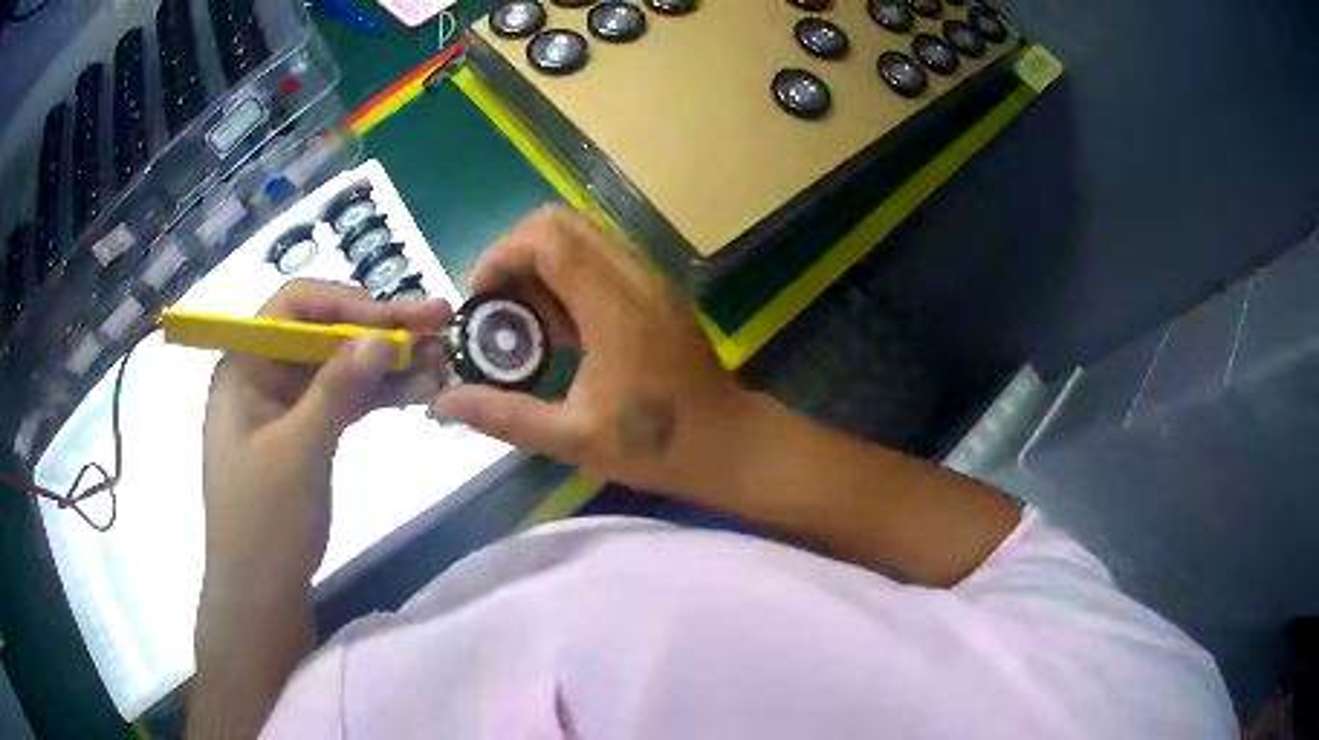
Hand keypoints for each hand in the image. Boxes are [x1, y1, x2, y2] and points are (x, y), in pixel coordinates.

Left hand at [201, 280, 449, 586]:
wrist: (261, 593)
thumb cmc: (265, 520)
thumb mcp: (299, 450)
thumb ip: (337, 388)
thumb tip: (382, 336)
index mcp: (245, 364)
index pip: (295, 307)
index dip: (346, 303)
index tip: (396, 319)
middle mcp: (264, 374)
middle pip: (324, 333)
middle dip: (379, 328)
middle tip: (437, 321)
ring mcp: (286, 405)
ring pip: (340, 367)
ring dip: (387, 362)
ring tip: (440, 358)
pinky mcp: (306, 434)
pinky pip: (344, 401)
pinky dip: (378, 395)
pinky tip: (417, 390)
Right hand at [431, 207, 757, 498]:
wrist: (728, 443)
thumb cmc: (656, 445)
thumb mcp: (572, 439)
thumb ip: (504, 416)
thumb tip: (442, 402)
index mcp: (614, 306)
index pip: (547, 239)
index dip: (501, 256)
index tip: (479, 299)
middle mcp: (633, 277)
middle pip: (560, 222)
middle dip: (515, 253)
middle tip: (498, 307)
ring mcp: (649, 279)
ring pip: (581, 234)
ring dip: (541, 262)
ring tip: (525, 319)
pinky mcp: (655, 290)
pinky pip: (600, 256)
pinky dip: (566, 273)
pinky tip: (561, 327)